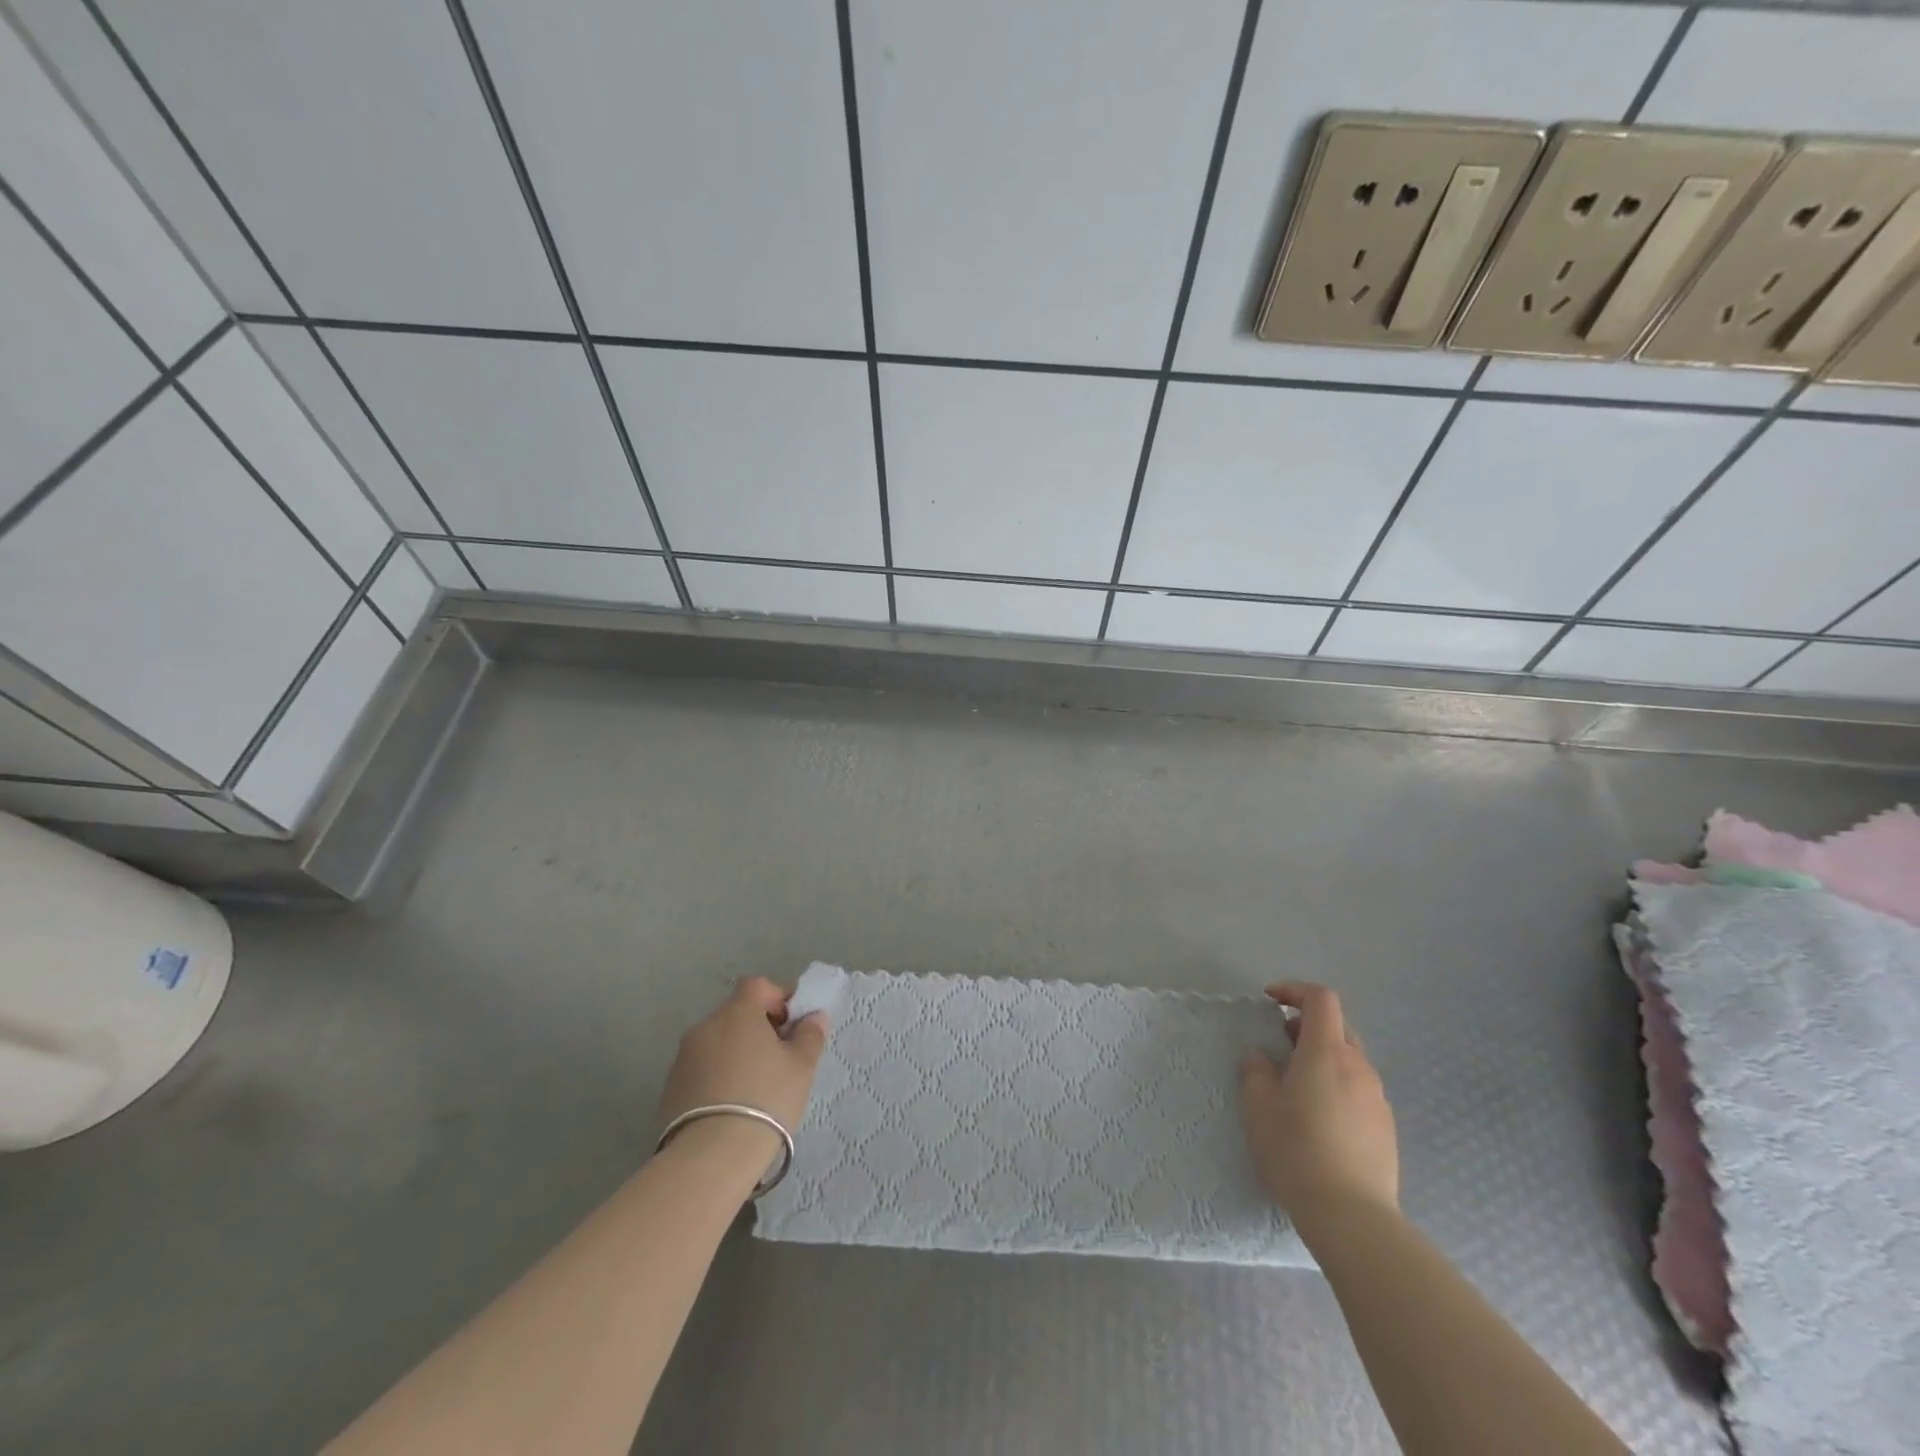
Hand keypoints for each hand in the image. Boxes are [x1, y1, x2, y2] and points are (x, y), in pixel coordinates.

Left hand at [660, 978, 827, 1140]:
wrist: (711, 1156)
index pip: (758, 986)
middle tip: (779, 1057)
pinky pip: (702, 1068)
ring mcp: (683, 1057)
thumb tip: (813, 1016)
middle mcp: (706, 1026)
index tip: (792, 1025)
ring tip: (755, 1086)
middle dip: (758, 1028)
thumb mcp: (801, 1066)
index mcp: (737, 1013)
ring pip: (718, 1042)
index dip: (778, 998)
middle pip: (736, 1013)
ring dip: (736, 1053)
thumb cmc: (765, 1099)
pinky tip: (732, 1105)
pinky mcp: (670, 1087)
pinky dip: (718, 1075)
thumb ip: (810, 1034)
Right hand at [1239, 982, 1397, 1232]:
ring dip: (1323, 1057)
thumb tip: (1261, 1057)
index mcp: (1327, 1052)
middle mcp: (1358, 1067)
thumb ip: (1256, 1071)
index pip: (1321, 999)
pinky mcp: (1386, 1128)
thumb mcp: (1258, 1106)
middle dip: (1307, 1025)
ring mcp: (1378, 1098)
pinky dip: (1338, 1086)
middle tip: (1280, 1043)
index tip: (1270, 1001)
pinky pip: (1360, 1090)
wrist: (1352, 1215)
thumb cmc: (1296, 1150)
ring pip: (1350, 1060)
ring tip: (1297, 1084)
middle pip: (1338, 1027)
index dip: (1295, 990)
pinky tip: (1320, 1118)